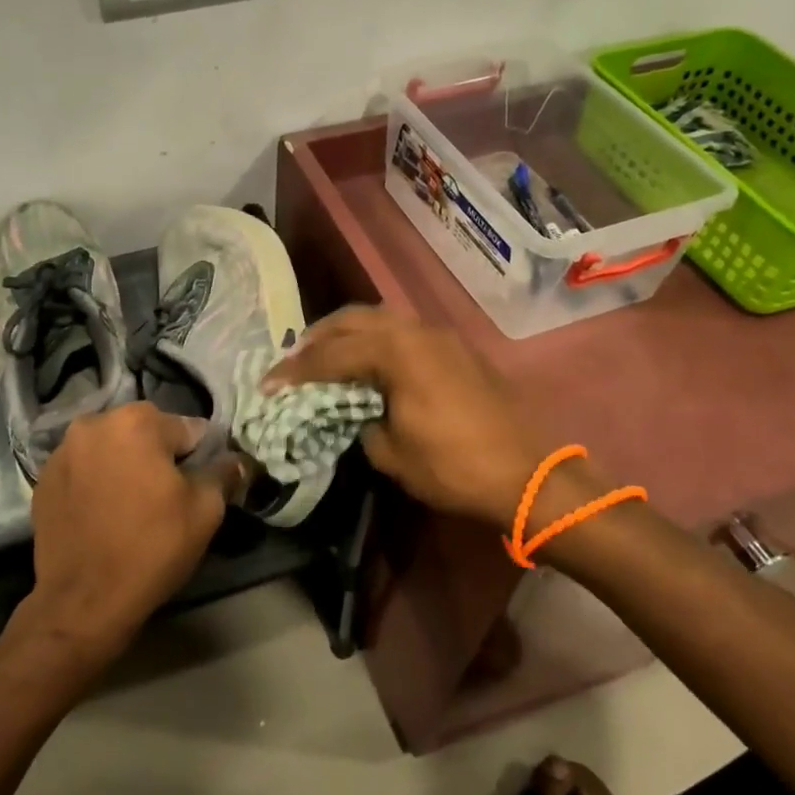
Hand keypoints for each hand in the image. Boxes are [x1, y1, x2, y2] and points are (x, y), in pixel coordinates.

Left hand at [20, 402, 248, 669]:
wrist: (84, 600)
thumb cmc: (152, 548)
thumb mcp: (205, 511)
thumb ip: (224, 474)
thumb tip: (238, 460)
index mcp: (137, 421)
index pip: (188, 429)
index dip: (200, 457)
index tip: (200, 485)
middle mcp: (94, 423)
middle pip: (145, 432)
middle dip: (159, 456)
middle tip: (167, 496)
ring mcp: (62, 451)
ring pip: (111, 448)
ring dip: (125, 465)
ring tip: (133, 505)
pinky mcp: (43, 479)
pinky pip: (84, 469)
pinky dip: (97, 481)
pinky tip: (104, 513)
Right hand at [262, 306, 597, 527]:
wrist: (526, 474)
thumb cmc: (453, 466)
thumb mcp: (391, 452)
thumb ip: (362, 422)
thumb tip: (357, 412)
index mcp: (396, 352)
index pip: (331, 354)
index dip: (294, 371)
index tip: (267, 384)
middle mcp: (417, 331)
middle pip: (354, 320)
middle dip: (318, 338)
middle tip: (293, 360)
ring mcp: (442, 337)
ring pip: (382, 320)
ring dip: (349, 335)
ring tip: (326, 356)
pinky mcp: (457, 350)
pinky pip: (405, 333)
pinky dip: (377, 341)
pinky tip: (369, 362)